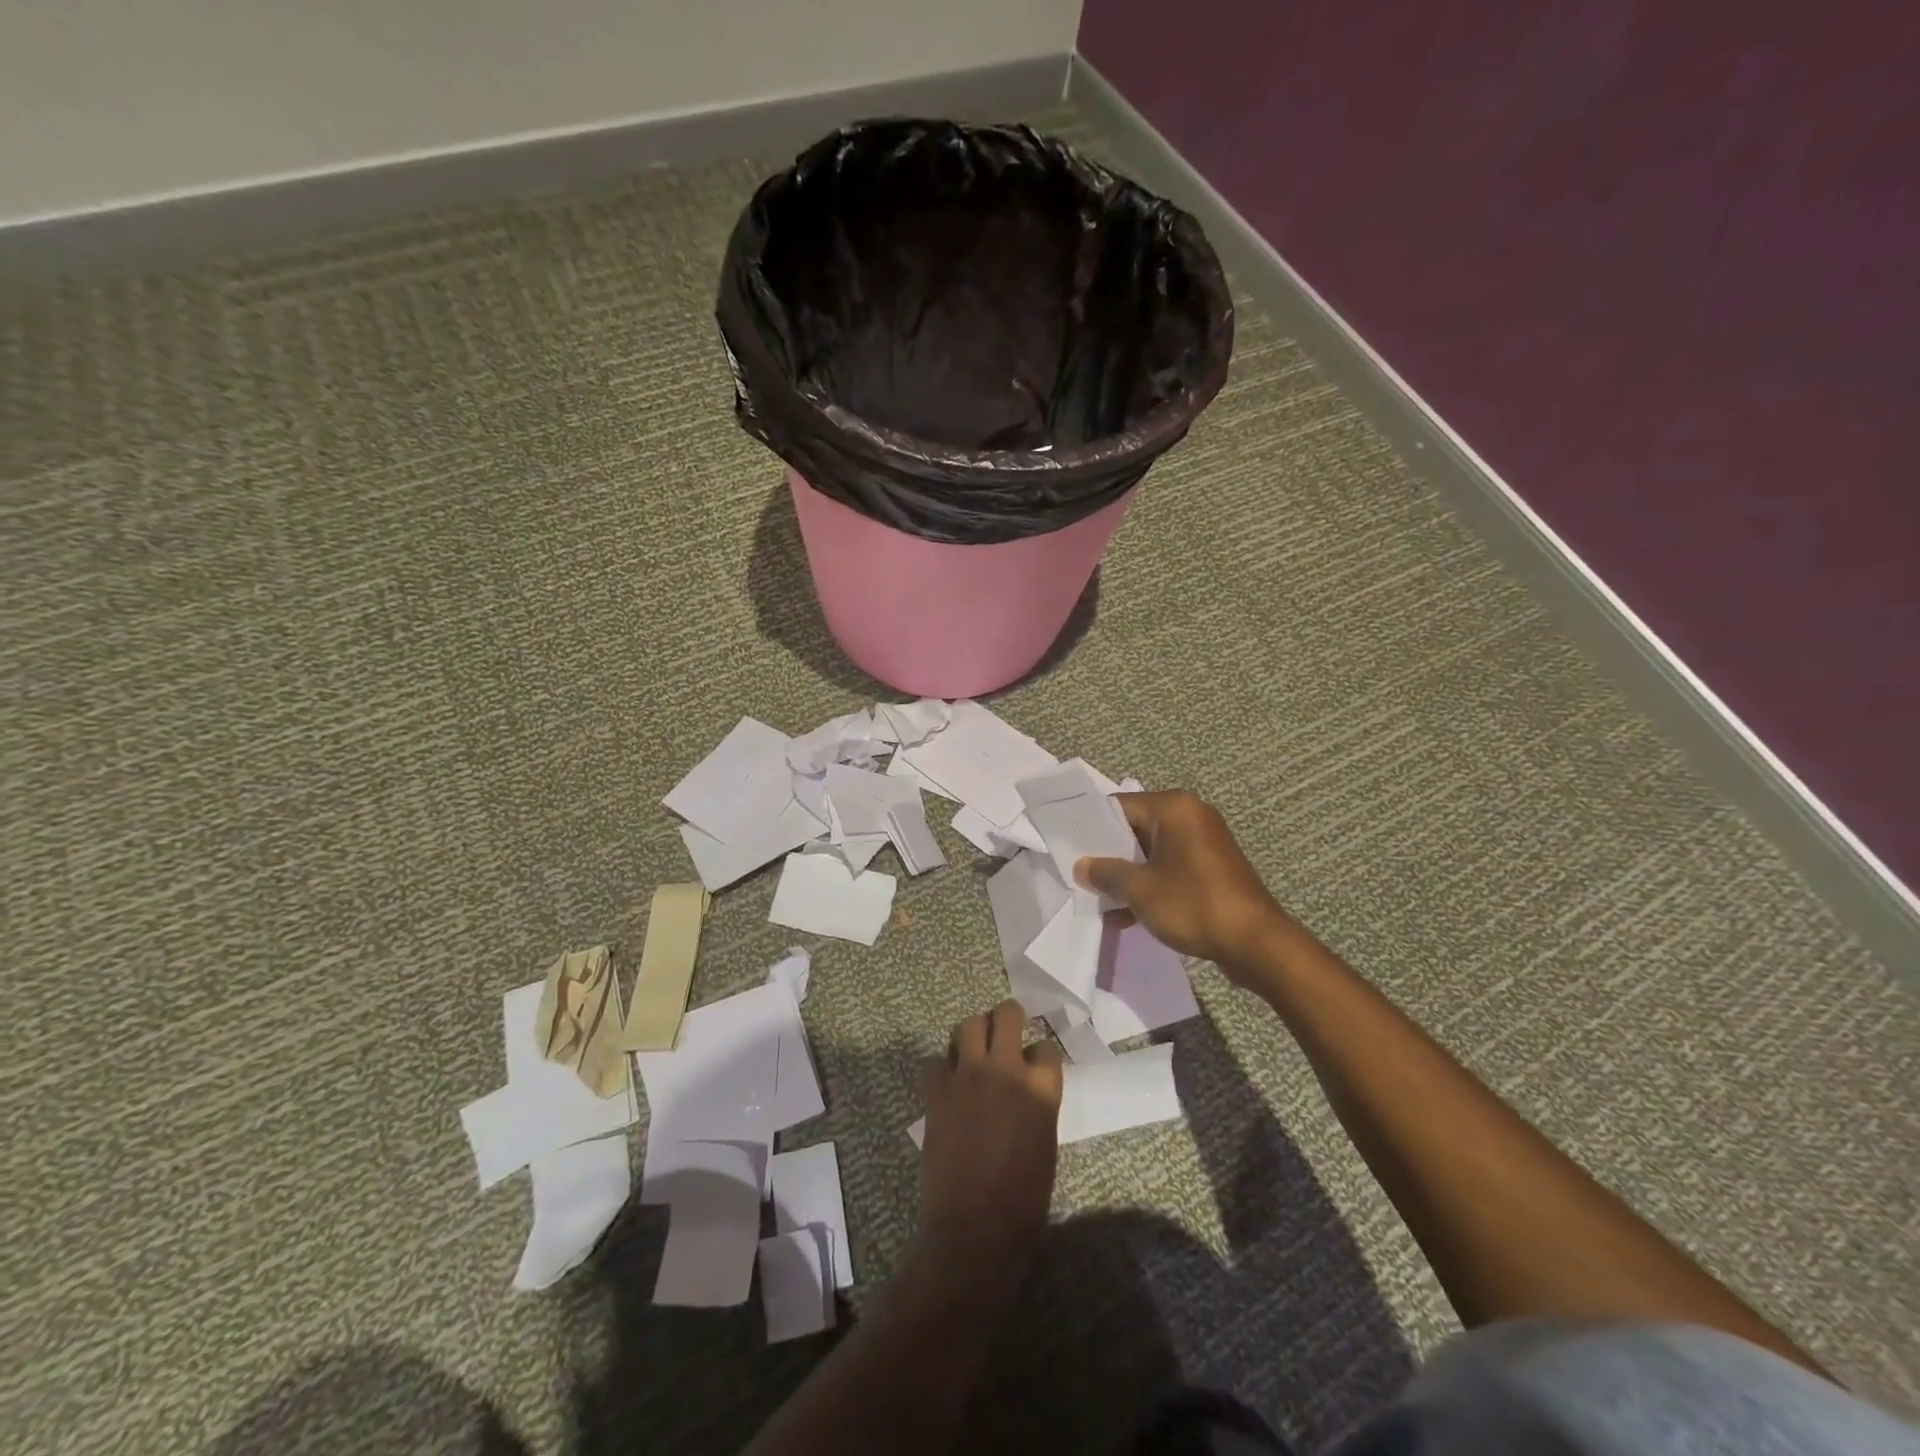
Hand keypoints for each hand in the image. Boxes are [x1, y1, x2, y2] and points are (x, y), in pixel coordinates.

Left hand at [915, 1000, 1063, 1285]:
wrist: (974, 1231)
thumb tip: (1026, 1094)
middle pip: (1006, 1015)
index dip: (1040, 1054)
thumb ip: (1037, 1108)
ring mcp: (968, 1077)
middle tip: (1006, 1029)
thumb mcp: (1045, 1148)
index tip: (1035, 1062)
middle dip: (1008, 1016)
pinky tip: (947, 1083)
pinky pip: (935, 1061)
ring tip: (974, 1049)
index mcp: (1041, 1090)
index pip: (1046, 1047)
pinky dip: (941, 1068)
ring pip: (968, 1025)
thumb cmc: (1023, 1204)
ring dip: (973, 1032)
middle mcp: (1005, 1071)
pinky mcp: (937, 1092)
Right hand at [1074, 790, 1290, 976]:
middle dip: (1109, 855)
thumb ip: (1106, 873)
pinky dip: (1150, 885)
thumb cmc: (1194, 904)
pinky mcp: (1211, 868)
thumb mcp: (1140, 889)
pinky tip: (1127, 916)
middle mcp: (1191, 816)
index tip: (1068, 847)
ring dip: (1127, 875)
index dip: (1091, 827)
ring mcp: (1204, 843)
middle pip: (1135, 828)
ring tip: (1099, 901)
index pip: (1119, 806)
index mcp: (1174, 808)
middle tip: (1080, 875)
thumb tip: (1082, 867)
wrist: (1256, 943)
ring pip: (1151, 852)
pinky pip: (1170, 868)